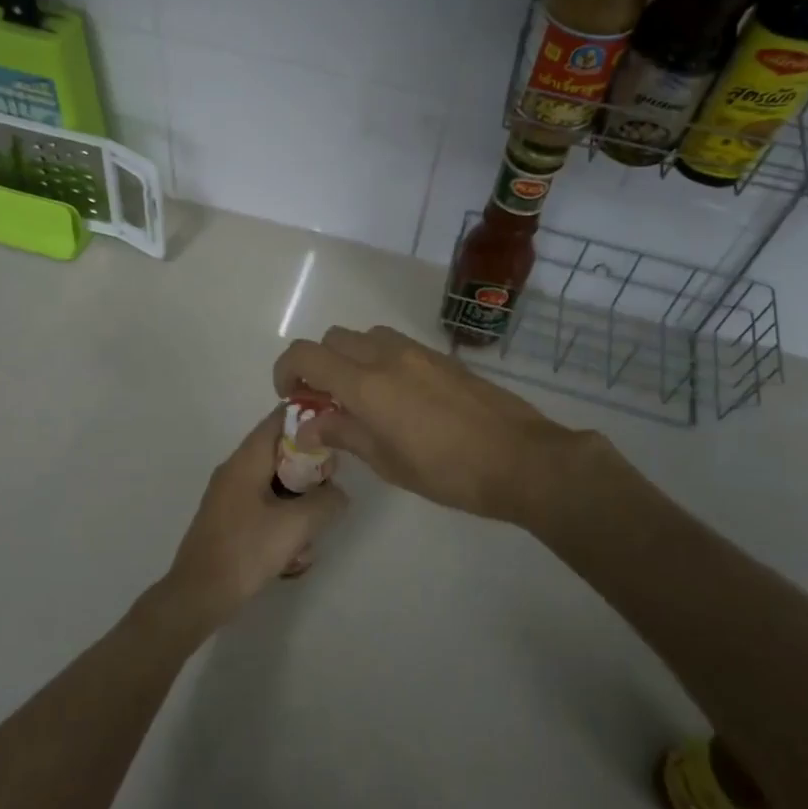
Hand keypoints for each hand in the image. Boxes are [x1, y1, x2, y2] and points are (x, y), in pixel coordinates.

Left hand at [158, 411, 348, 629]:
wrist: (198, 595)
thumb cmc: (246, 551)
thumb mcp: (296, 525)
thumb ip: (326, 501)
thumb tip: (338, 493)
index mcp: (246, 460)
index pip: (279, 419)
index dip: (309, 419)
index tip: (337, 433)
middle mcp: (236, 470)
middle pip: (281, 452)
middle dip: (309, 470)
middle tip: (329, 493)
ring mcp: (230, 496)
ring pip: (275, 483)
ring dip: (299, 502)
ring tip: (311, 531)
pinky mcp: (230, 520)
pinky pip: (264, 507)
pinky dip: (283, 520)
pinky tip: (293, 554)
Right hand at [272, 325, 608, 530]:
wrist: (521, 458)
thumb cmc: (449, 471)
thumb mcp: (388, 462)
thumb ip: (344, 435)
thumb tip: (310, 426)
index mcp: (367, 384)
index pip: (306, 355)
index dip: (286, 370)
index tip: (291, 397)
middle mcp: (387, 356)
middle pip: (333, 339)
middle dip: (318, 364)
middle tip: (325, 401)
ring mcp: (418, 352)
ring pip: (366, 336)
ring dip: (351, 358)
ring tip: (362, 398)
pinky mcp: (442, 357)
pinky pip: (396, 345)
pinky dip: (380, 360)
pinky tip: (398, 398)